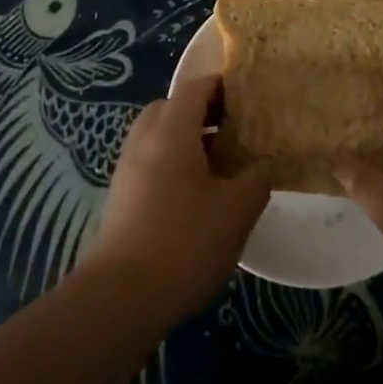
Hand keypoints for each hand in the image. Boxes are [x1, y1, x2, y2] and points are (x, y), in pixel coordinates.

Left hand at [78, 75, 269, 323]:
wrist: (120, 297)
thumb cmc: (184, 242)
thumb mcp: (236, 210)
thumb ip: (256, 179)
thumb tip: (262, 165)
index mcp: (172, 130)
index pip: (196, 87)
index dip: (222, 86)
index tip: (248, 97)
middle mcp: (144, 139)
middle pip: (172, 107)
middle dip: (202, 112)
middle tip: (233, 131)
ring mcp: (127, 168)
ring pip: (158, 136)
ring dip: (186, 140)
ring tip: (219, 165)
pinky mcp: (120, 196)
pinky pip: (150, 161)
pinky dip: (172, 163)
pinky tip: (195, 196)